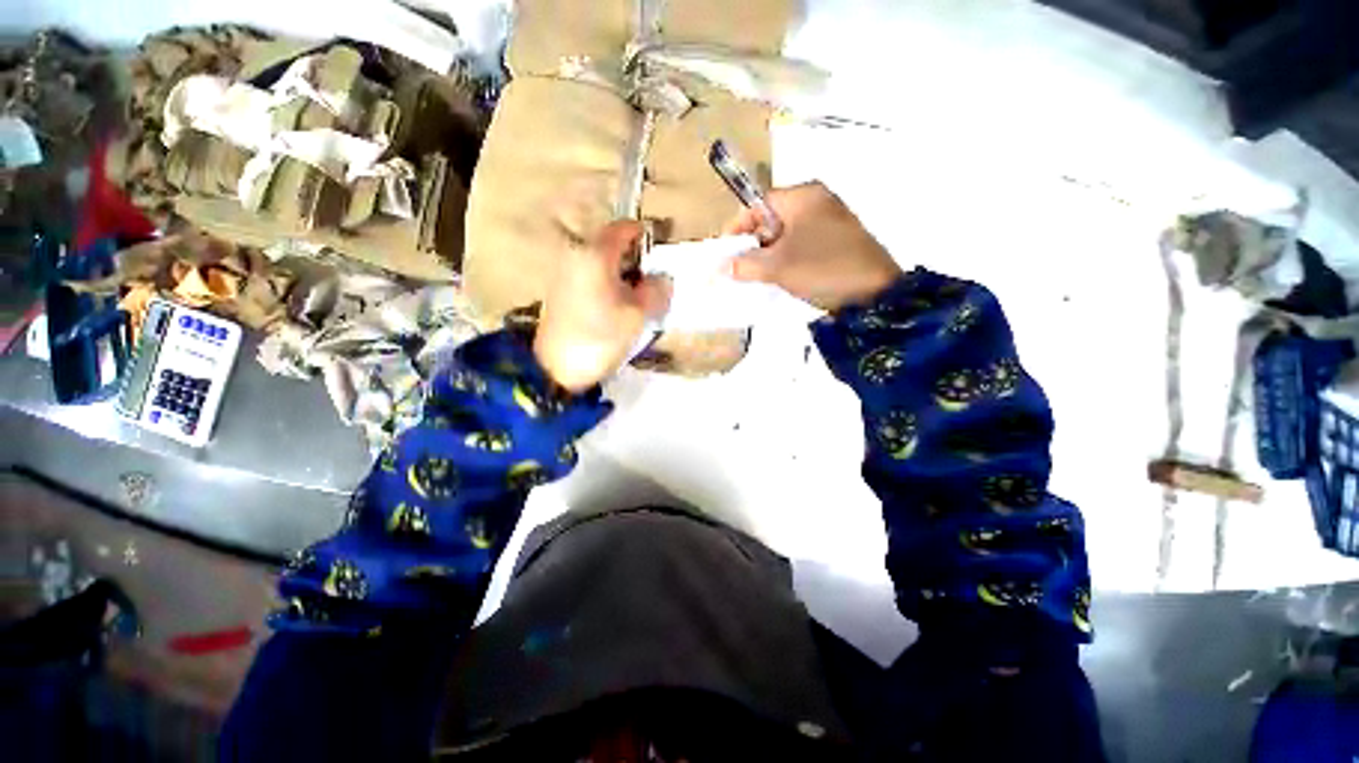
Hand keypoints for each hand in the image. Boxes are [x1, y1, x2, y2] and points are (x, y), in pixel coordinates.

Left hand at [534, 221, 671, 393]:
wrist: (556, 368)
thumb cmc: (601, 337)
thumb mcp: (638, 315)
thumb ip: (656, 291)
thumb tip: (662, 278)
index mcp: (595, 254)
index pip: (623, 228)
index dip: (645, 236)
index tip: (661, 253)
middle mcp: (576, 255)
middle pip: (612, 245)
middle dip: (636, 259)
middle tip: (653, 282)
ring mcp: (565, 273)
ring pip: (602, 263)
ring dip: (623, 274)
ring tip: (638, 298)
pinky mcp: (561, 291)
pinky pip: (591, 277)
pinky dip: (608, 284)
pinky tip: (618, 306)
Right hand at [724, 182, 901, 311]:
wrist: (874, 293)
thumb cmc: (822, 268)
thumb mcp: (778, 267)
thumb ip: (745, 265)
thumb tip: (722, 267)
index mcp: (804, 197)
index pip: (759, 203)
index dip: (738, 226)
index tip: (725, 251)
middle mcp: (817, 203)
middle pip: (772, 219)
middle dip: (753, 244)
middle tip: (739, 267)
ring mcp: (829, 223)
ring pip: (786, 236)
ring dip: (768, 256)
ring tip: (755, 277)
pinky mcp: (836, 243)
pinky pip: (800, 247)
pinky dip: (785, 260)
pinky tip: (777, 279)